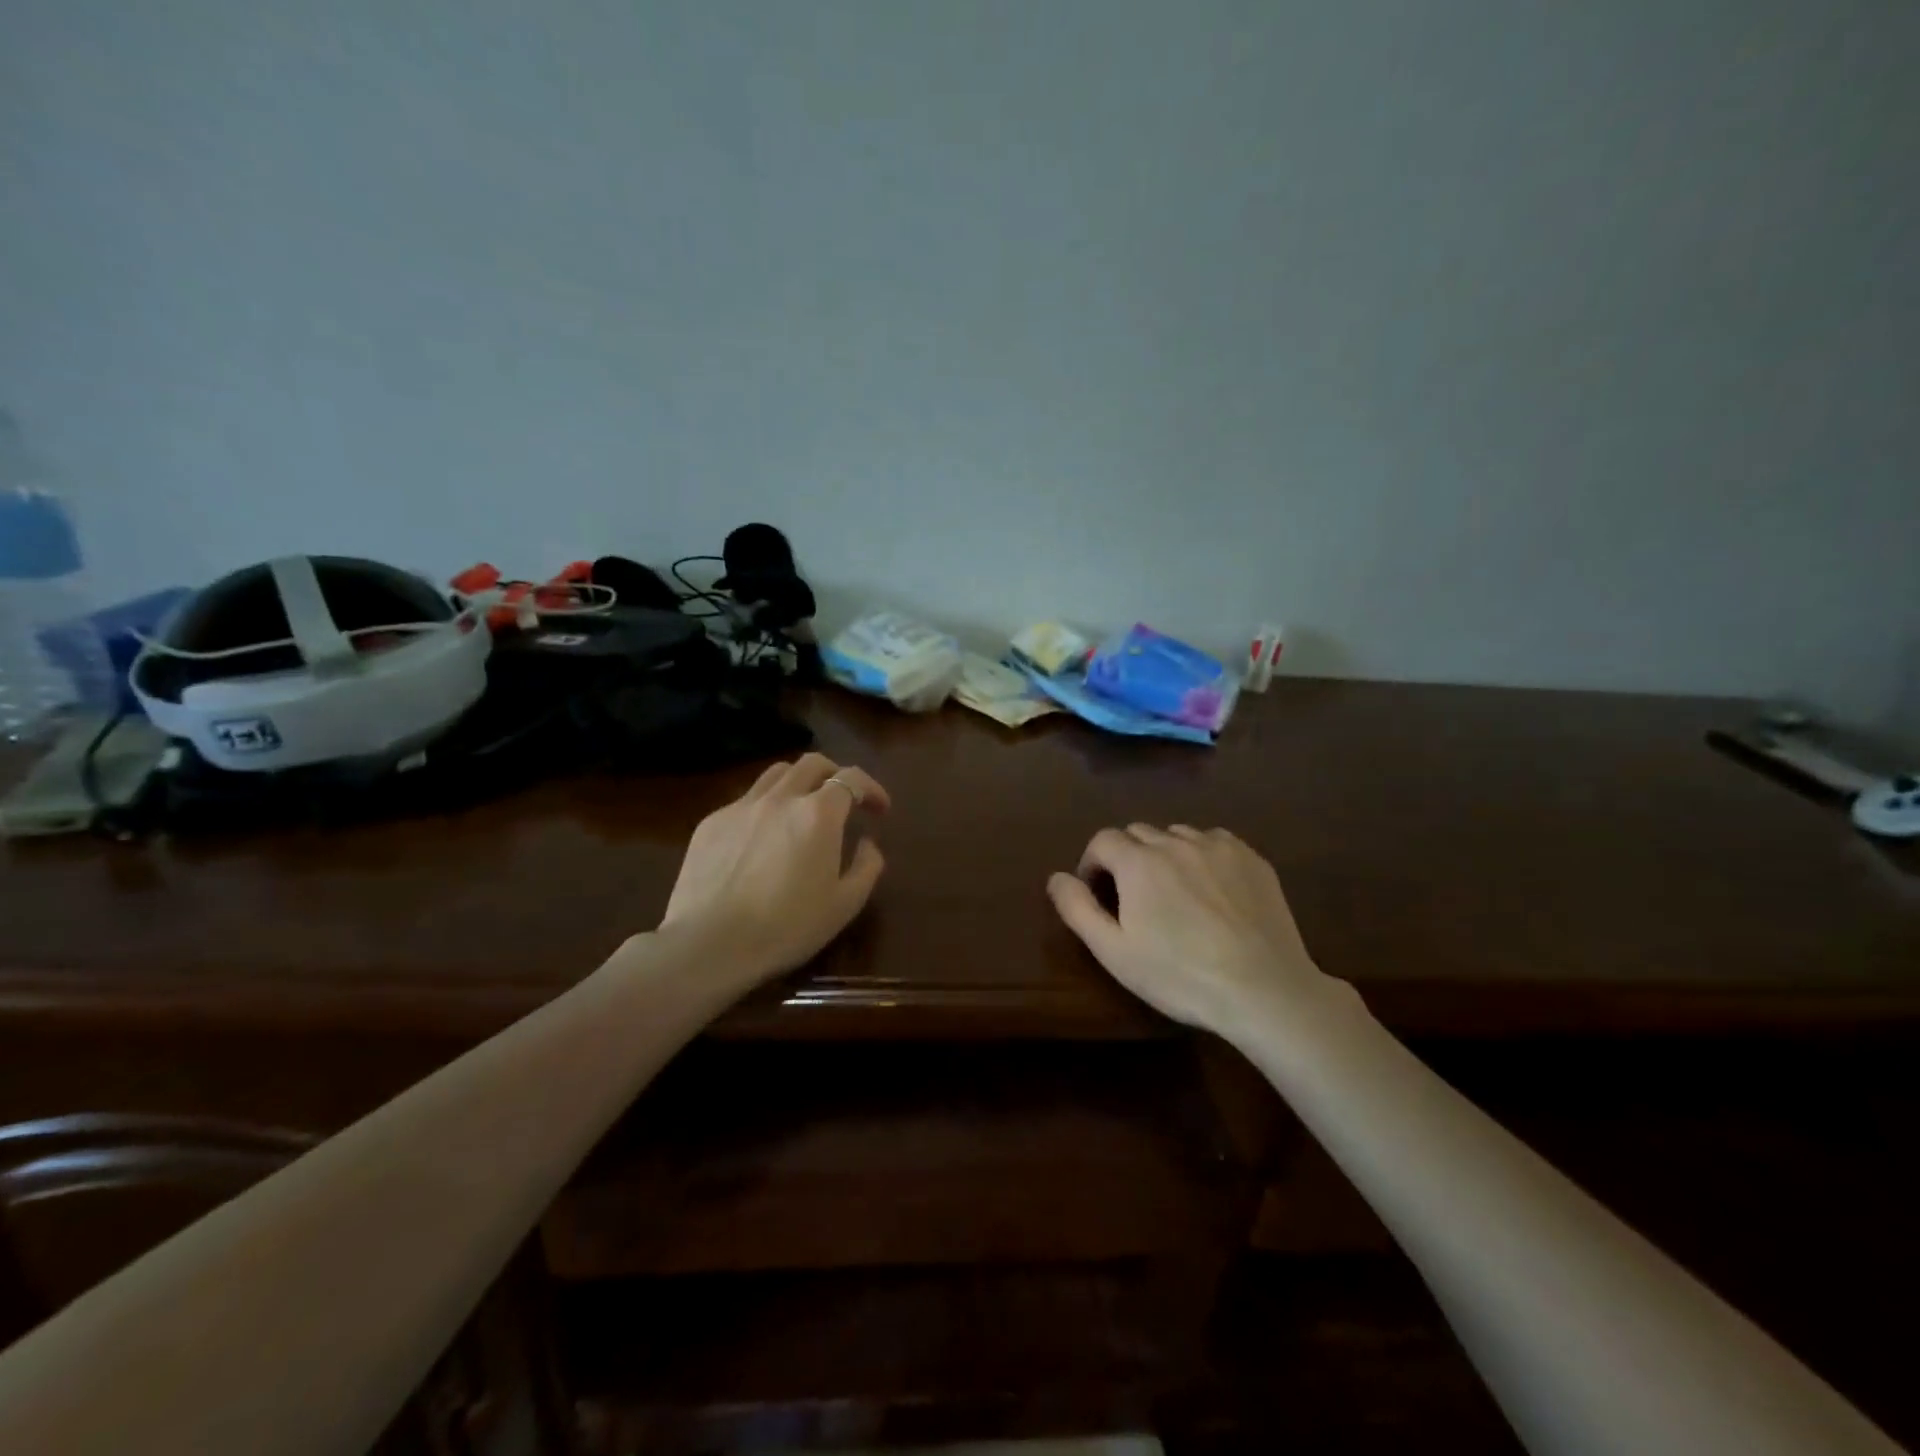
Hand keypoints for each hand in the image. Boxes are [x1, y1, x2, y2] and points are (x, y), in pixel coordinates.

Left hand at [659, 753, 889, 983]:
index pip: (852, 779)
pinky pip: (746, 800)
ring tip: (802, 809)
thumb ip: (866, 867)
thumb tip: (867, 843)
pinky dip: (765, 808)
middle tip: (844, 800)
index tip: (880, 809)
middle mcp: (780, 798)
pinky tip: (762, 839)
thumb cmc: (786, 927)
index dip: (872, 789)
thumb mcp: (844, 905)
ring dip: (799, 782)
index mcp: (818, 814)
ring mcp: (741, 806)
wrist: (708, 944)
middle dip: (835, 774)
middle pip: (813, 763)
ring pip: (776, 774)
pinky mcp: (711, 822)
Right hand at [1047, 825, 1335, 1032]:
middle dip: (1126, 857)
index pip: (1102, 840)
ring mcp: (1218, 846)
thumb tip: (1056, 877)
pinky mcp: (1252, 858)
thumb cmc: (1180, 975)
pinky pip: (1214, 841)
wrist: (1264, 990)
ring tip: (1173, 891)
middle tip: (1134, 898)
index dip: (1092, 863)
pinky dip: (1202, 855)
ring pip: (1176, 834)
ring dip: (1164, 853)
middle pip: (1138, 832)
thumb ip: (1078, 909)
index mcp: (1138, 862)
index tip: (1097, 894)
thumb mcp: (1114, 952)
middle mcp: (1176, 842)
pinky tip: (1211, 888)